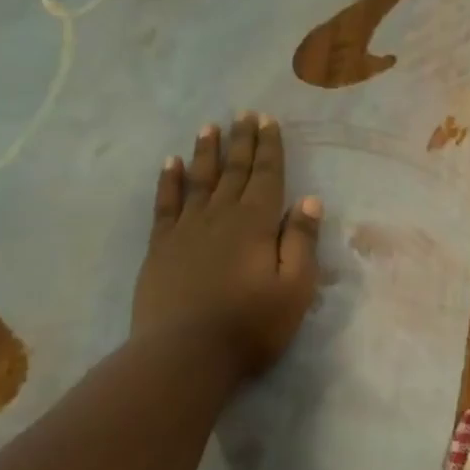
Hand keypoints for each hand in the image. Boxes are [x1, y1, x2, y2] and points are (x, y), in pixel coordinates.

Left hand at [132, 114, 322, 380]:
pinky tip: (170, 163)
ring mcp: (186, 230)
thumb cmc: (250, 325)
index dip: (269, 147)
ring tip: (209, 126)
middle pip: (233, 170)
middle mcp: (220, 216)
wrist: (185, 355)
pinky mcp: (160, 248)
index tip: (268, 120)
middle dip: (241, 141)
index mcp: (255, 223)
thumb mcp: (295, 288)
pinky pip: (165, 204)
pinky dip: (169, 181)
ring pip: (199, 180)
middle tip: (244, 114)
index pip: (266, 176)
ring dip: (206, 152)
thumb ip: (301, 241)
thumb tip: (309, 199)